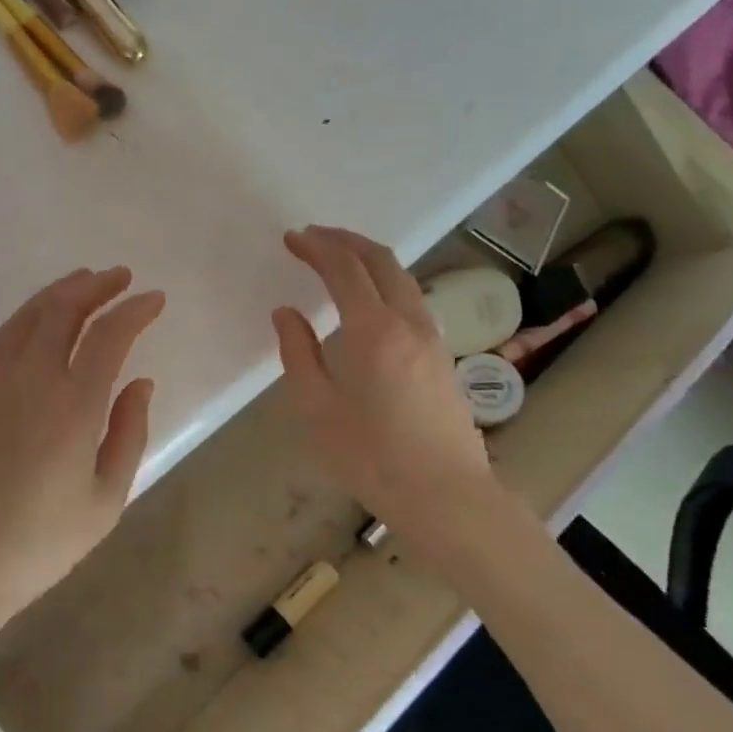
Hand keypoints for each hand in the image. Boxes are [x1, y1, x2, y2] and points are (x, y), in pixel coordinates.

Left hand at [0, 266, 164, 643]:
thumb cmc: (38, 544)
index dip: (135, 311)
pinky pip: (2, 336)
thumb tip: (141, 382)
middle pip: (64, 311)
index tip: (156, 299)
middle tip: (122, 277)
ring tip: (85, 281)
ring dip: (60, 291)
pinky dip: (27, 314)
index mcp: (73, 406)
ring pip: (29, 316)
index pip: (109, 336)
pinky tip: (39, 317)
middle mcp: (31, 380)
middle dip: (97, 287)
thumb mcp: (105, 501)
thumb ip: (128, 434)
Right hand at [272, 227, 493, 551]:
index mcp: (374, 331)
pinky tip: (368, 300)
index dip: (317, 247)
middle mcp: (409, 322)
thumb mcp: (317, 409)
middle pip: (381, 260)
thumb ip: (298, 354)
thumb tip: (287, 314)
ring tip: (337, 260)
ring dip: (368, 258)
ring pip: (402, 277)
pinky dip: (384, 282)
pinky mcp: (442, 355)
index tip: (292, 238)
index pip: (344, 269)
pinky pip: (411, 299)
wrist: (446, 495)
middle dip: (345, 240)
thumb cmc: (372, 457)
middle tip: (314, 236)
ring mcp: (432, 337)